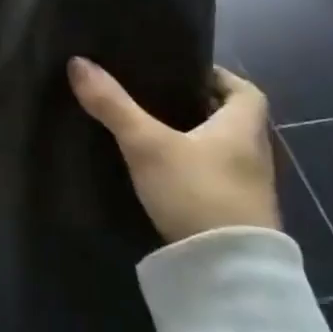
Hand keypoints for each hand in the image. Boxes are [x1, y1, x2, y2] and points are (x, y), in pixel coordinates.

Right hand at [67, 58, 278, 242]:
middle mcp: (254, 152)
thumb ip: (113, 105)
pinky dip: (191, 168)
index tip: (181, 73)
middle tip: (154, 97)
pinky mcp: (234, 214)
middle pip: (230, 119)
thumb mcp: (146, 144)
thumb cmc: (196, 191)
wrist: (227, 270)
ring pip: (220, 149)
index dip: (216, 77)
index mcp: (244, 126)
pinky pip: (213, 176)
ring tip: (150, 130)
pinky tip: (161, 171)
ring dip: (193, 139)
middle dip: (196, 106)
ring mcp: (248, 187)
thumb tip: (78, 62)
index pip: (243, 90)